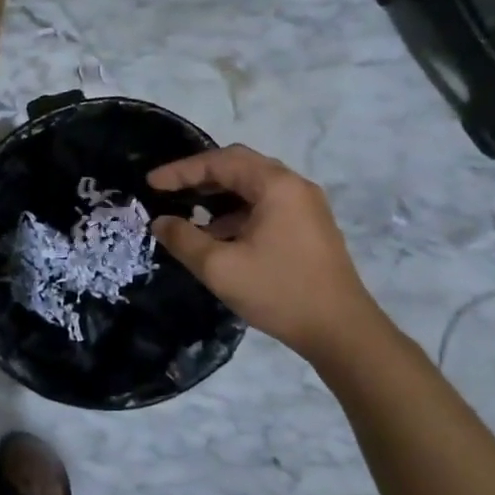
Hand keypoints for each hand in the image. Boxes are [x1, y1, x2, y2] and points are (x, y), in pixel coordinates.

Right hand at [148, 145, 384, 361]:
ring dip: (220, 195)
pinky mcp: (309, 226)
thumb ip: (184, 240)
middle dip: (200, 176)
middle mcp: (294, 186)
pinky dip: (238, 211)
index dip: (181, 171)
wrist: (342, 332)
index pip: (219, 162)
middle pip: (239, 165)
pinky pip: (266, 204)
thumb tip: (161, 222)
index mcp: (276, 185)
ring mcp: (306, 206)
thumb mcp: (220, 268)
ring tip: (190, 214)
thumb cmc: (280, 292)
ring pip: (253, 185)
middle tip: (170, 190)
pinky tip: (220, 235)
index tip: (151, 184)